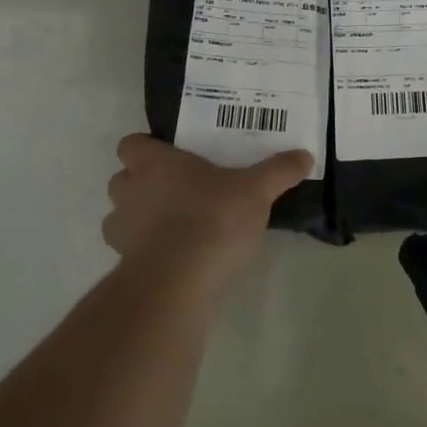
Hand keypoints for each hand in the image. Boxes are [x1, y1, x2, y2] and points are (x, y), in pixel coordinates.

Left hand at [103, 135, 311, 287]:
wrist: (178, 282)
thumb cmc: (213, 219)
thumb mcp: (257, 191)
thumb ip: (279, 171)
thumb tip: (305, 155)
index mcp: (155, 164)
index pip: (131, 144)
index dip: (146, 148)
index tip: (171, 155)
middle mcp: (130, 191)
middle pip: (123, 179)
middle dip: (142, 184)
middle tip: (178, 189)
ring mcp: (122, 231)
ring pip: (120, 217)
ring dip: (140, 219)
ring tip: (174, 226)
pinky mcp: (125, 267)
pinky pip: (131, 252)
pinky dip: (147, 252)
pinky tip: (175, 258)